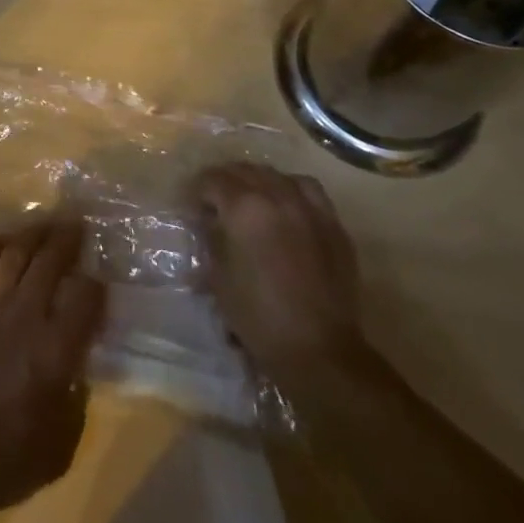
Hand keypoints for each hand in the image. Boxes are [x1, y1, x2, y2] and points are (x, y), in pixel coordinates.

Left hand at [0, 221, 105, 519]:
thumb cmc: (3, 461)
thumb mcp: (59, 447)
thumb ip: (74, 402)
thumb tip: (76, 371)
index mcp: (54, 350)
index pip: (84, 298)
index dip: (95, 285)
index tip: (97, 280)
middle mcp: (23, 316)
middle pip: (49, 263)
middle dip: (65, 239)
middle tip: (75, 224)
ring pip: (13, 254)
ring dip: (31, 235)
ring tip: (44, 223)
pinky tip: (0, 241)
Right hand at [194, 164, 362, 378]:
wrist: (321, 351)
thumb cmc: (260, 318)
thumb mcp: (219, 278)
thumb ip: (212, 240)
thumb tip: (209, 224)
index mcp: (244, 208)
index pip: (212, 180)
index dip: (197, 192)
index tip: (191, 208)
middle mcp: (276, 196)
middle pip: (243, 170)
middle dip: (224, 182)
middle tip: (215, 203)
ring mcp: (308, 207)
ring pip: (275, 175)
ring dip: (256, 182)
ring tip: (250, 199)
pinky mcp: (332, 224)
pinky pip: (307, 189)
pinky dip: (290, 189)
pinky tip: (285, 205)